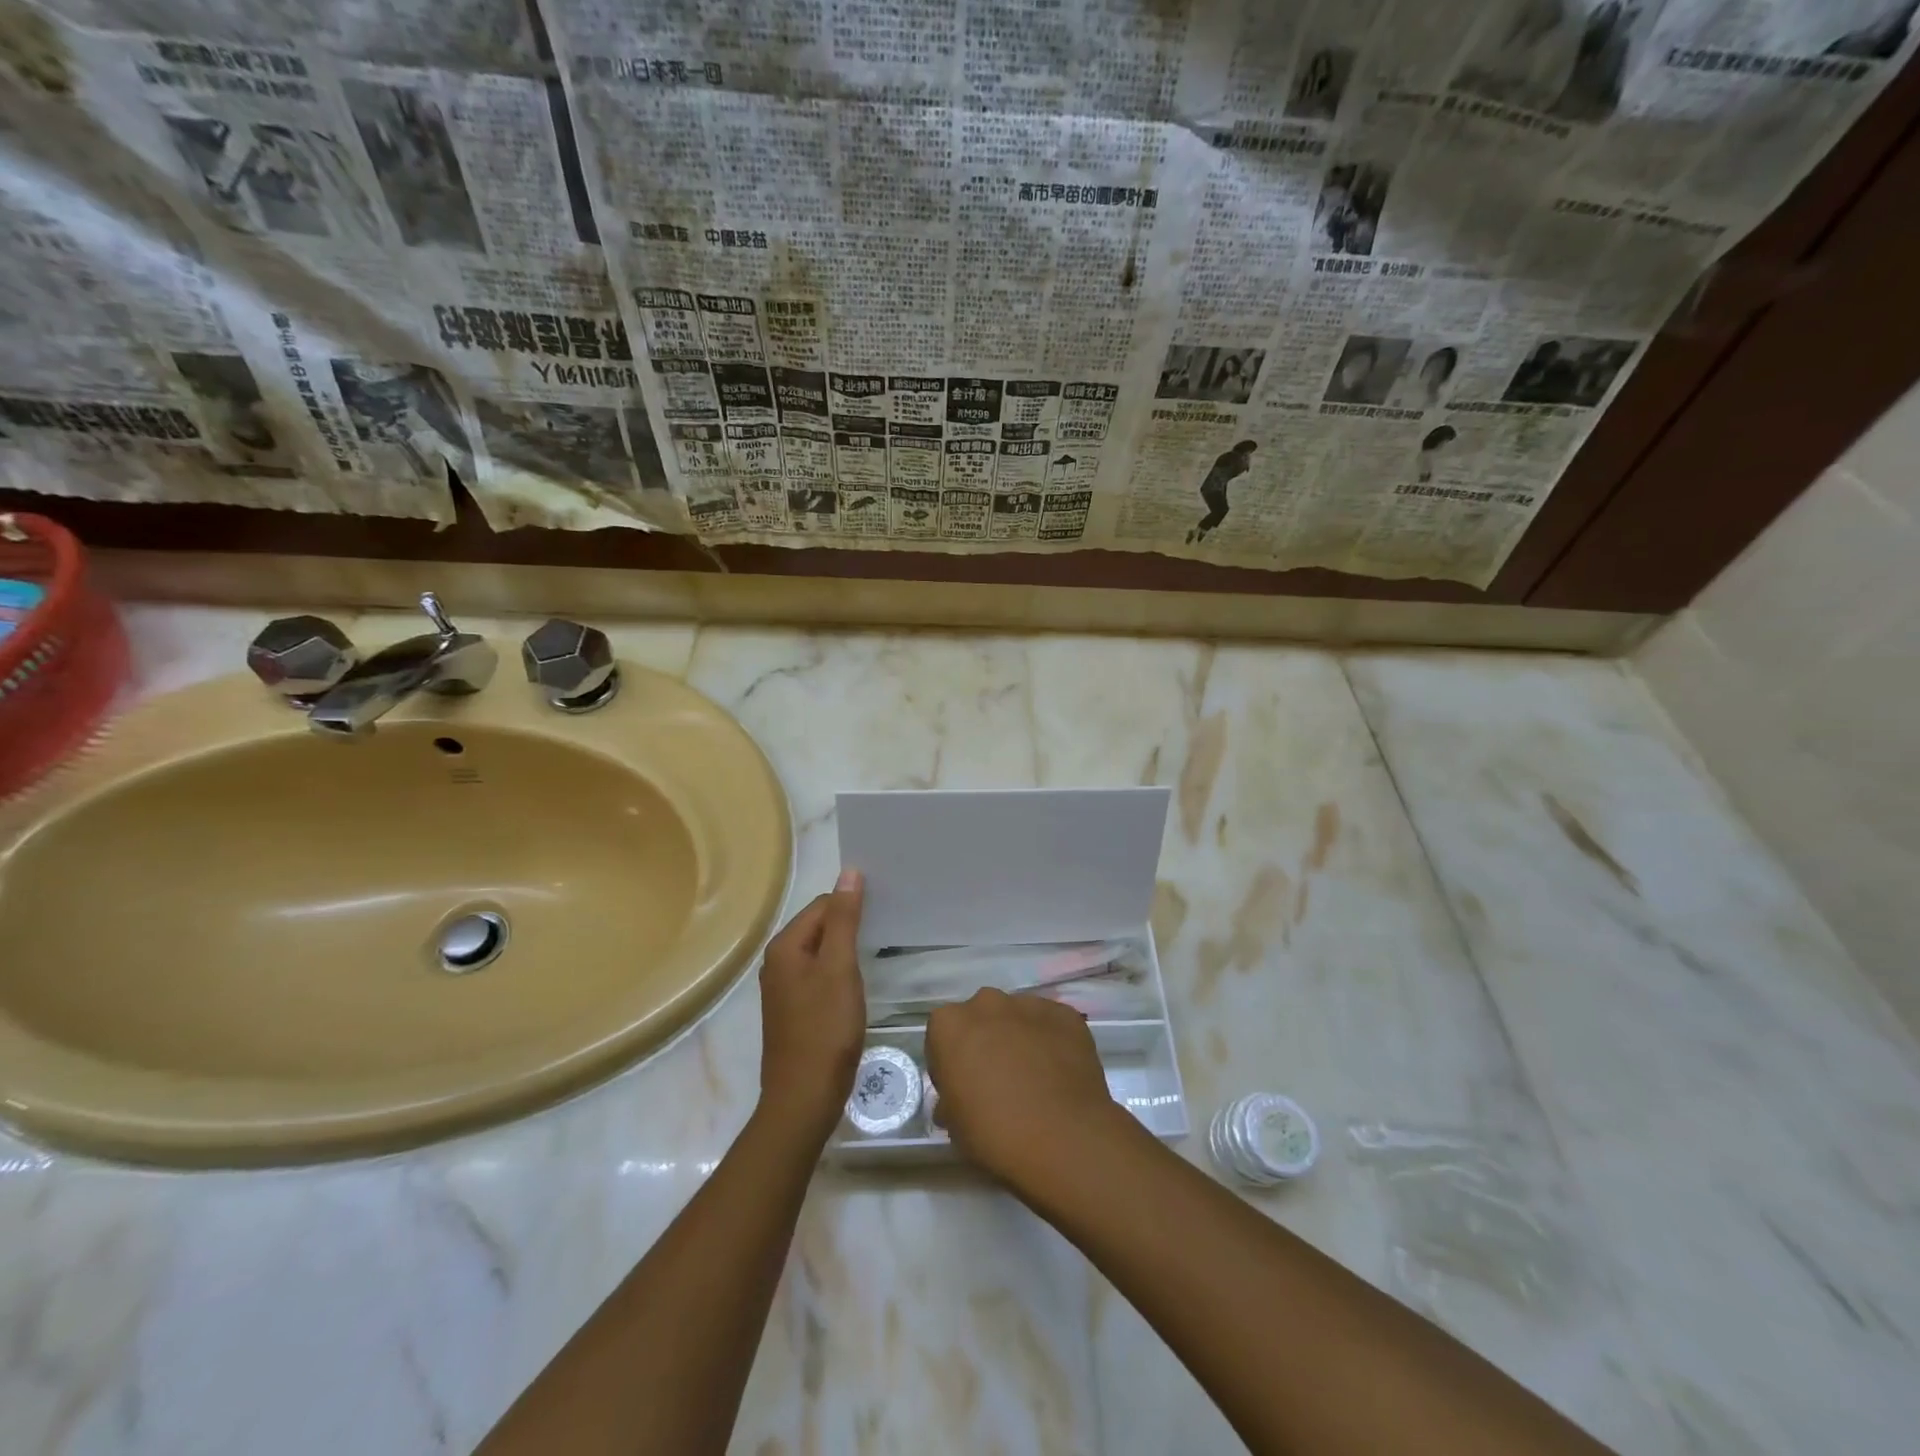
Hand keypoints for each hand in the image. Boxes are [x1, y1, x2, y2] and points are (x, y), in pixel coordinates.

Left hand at [756, 869, 865, 1143]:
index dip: (853, 905)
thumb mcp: (839, 968)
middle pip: (820, 926)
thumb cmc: (825, 1028)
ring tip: (879, 951)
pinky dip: (840, 973)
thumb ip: (844, 919)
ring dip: (847, 949)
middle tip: (887, 929)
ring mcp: (784, 988)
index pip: (823, 905)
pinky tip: (860, 983)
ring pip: (821, 952)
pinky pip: (820, 976)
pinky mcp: (795, 1010)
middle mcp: (778, 962)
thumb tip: (849, 872)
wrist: (804, 1097)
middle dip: (850, 925)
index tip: (885, 912)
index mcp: (785, 946)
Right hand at [926, 989, 1133, 1190]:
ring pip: (1017, 1017)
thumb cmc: (995, 1133)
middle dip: (986, 1040)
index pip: (943, 1035)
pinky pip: (1051, 1024)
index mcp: (950, 1024)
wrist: (1063, 1138)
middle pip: (981, 1017)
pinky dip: (1051, 1041)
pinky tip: (1059, 1073)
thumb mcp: (954, 1124)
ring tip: (1034, 1076)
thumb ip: (950, 1099)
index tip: (962, 1087)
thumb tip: (956, 1100)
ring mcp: (1029, 1004)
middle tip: (998, 1079)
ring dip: (1019, 1037)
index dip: (951, 1061)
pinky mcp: (1065, 1014)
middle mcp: (987, 1003)